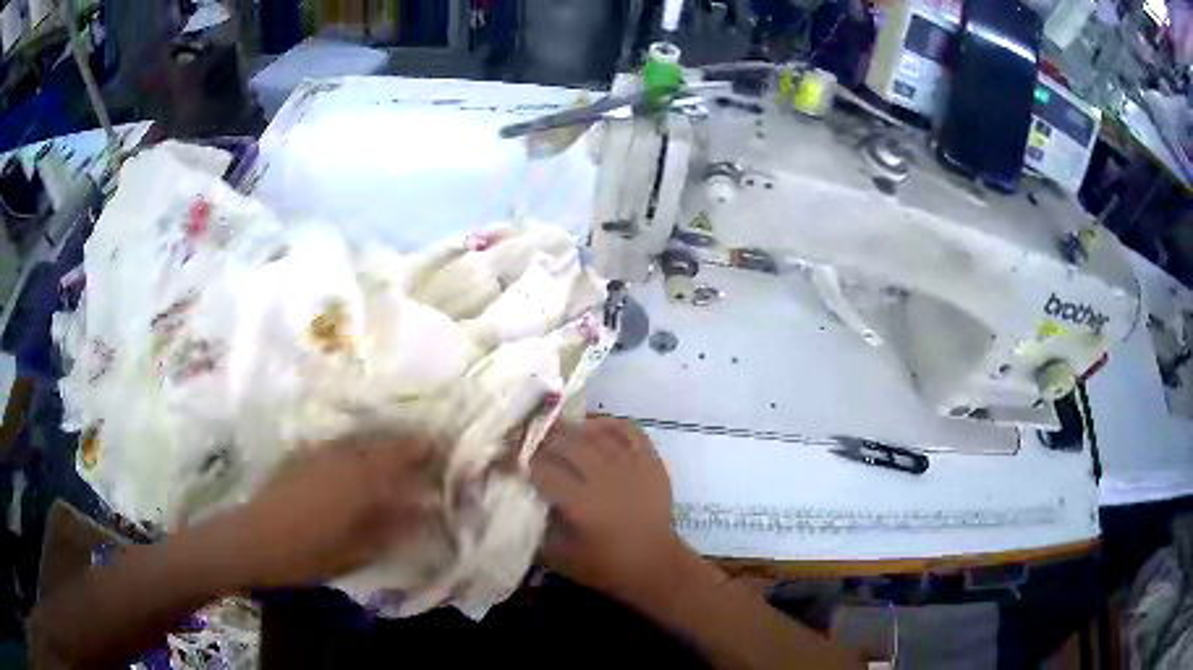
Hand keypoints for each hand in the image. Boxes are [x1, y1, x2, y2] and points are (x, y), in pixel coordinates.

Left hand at [204, 435, 440, 588]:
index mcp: (361, 483)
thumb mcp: (356, 550)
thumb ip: (392, 528)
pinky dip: (361, 446)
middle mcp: (345, 460)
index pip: (404, 460)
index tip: (448, 450)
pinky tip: (362, 456)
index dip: (428, 452)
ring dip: (386, 441)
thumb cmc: (308, 553)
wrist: (254, 538)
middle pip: (386, 443)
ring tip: (402, 448)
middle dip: (411, 443)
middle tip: (431, 447)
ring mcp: (323, 455)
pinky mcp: (306, 457)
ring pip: (364, 439)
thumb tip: (424, 512)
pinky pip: (343, 444)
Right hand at [530, 418, 683, 600]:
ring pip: (595, 433)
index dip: (522, 463)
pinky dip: (608, 424)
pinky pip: (628, 430)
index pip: (543, 470)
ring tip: (559, 435)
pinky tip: (593, 429)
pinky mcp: (651, 461)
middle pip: (567, 444)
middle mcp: (605, 479)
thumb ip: (538, 526)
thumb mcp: (559, 557)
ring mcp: (631, 466)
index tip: (510, 461)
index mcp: (581, 504)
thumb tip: (523, 498)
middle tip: (533, 447)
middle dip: (544, 443)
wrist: (655, 565)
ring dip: (572, 430)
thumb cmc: (605, 565)